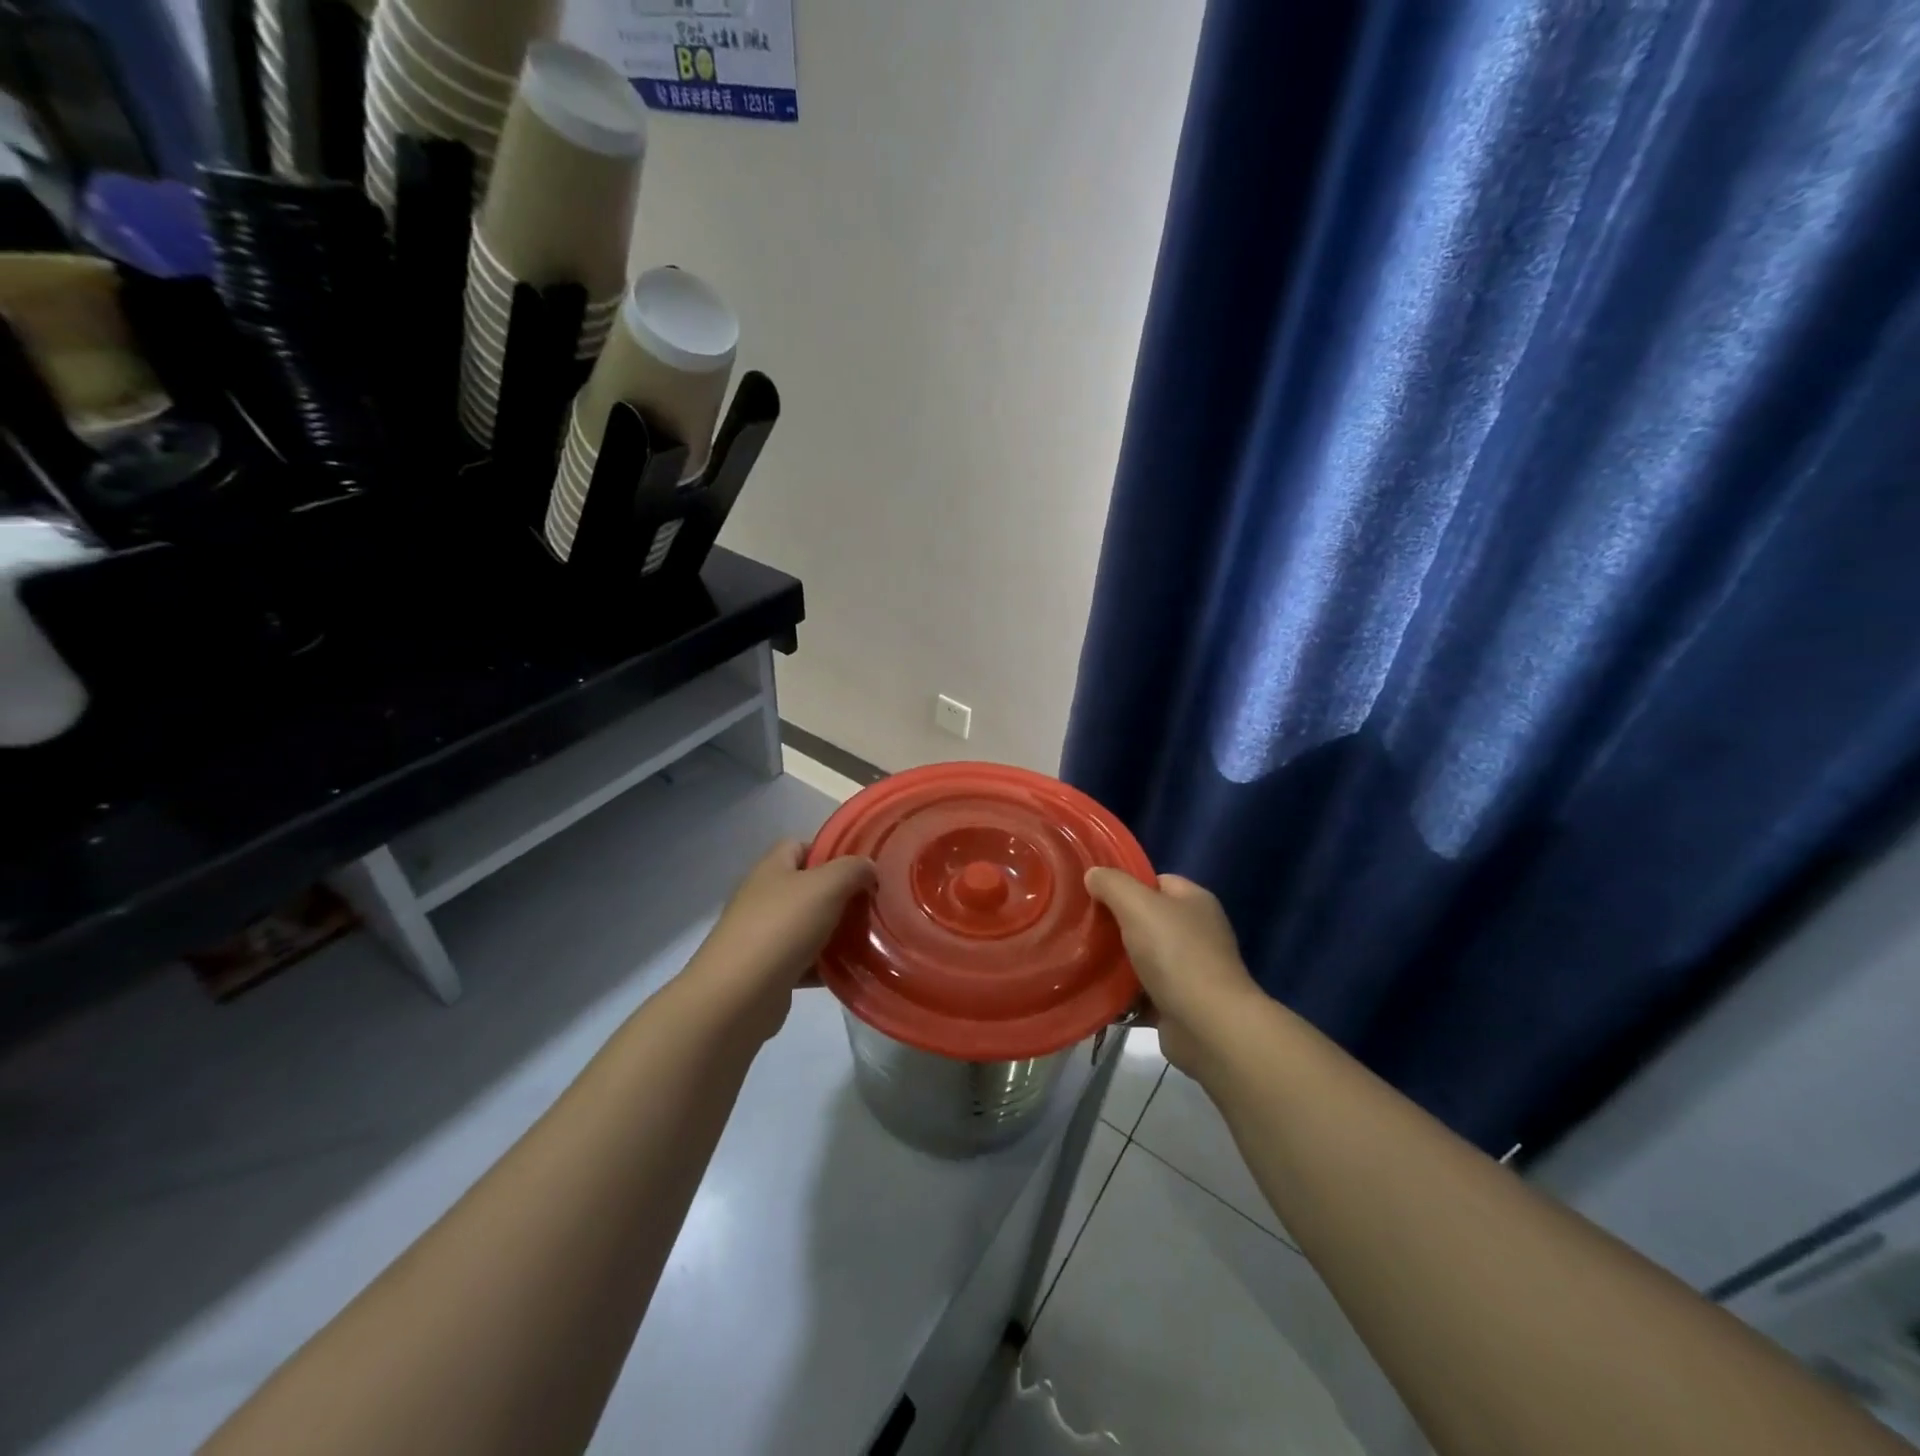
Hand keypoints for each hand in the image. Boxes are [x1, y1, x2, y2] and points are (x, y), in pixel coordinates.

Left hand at [691, 840, 875, 1040]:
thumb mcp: (826, 885)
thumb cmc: (782, 927)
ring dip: (837, 933)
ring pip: (810, 926)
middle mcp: (764, 898)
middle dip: (841, 896)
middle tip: (873, 906)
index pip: (801, 846)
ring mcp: (764, 936)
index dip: (831, 852)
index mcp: (772, 869)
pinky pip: (805, 962)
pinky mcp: (769, 972)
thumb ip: (853, 870)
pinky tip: (852, 970)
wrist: (738, 995)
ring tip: (871, 939)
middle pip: (808, 888)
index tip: (862, 868)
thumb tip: (868, 867)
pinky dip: (826, 966)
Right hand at [1085, 870, 1264, 1076]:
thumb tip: (1093, 874)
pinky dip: (1121, 996)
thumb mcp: (1138, 906)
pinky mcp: (1178, 1005)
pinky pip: (1141, 993)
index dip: (1126, 884)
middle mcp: (1196, 933)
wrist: (1208, 1027)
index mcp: (1194, 902)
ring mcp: (1189, 971)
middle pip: (1146, 920)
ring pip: (1141, 958)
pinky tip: (1093, 993)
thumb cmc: (1176, 955)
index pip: (1156, 882)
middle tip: (1081, 927)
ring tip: (1079, 959)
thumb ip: (1113, 885)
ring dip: (1114, 962)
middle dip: (1115, 925)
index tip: (1094, 893)